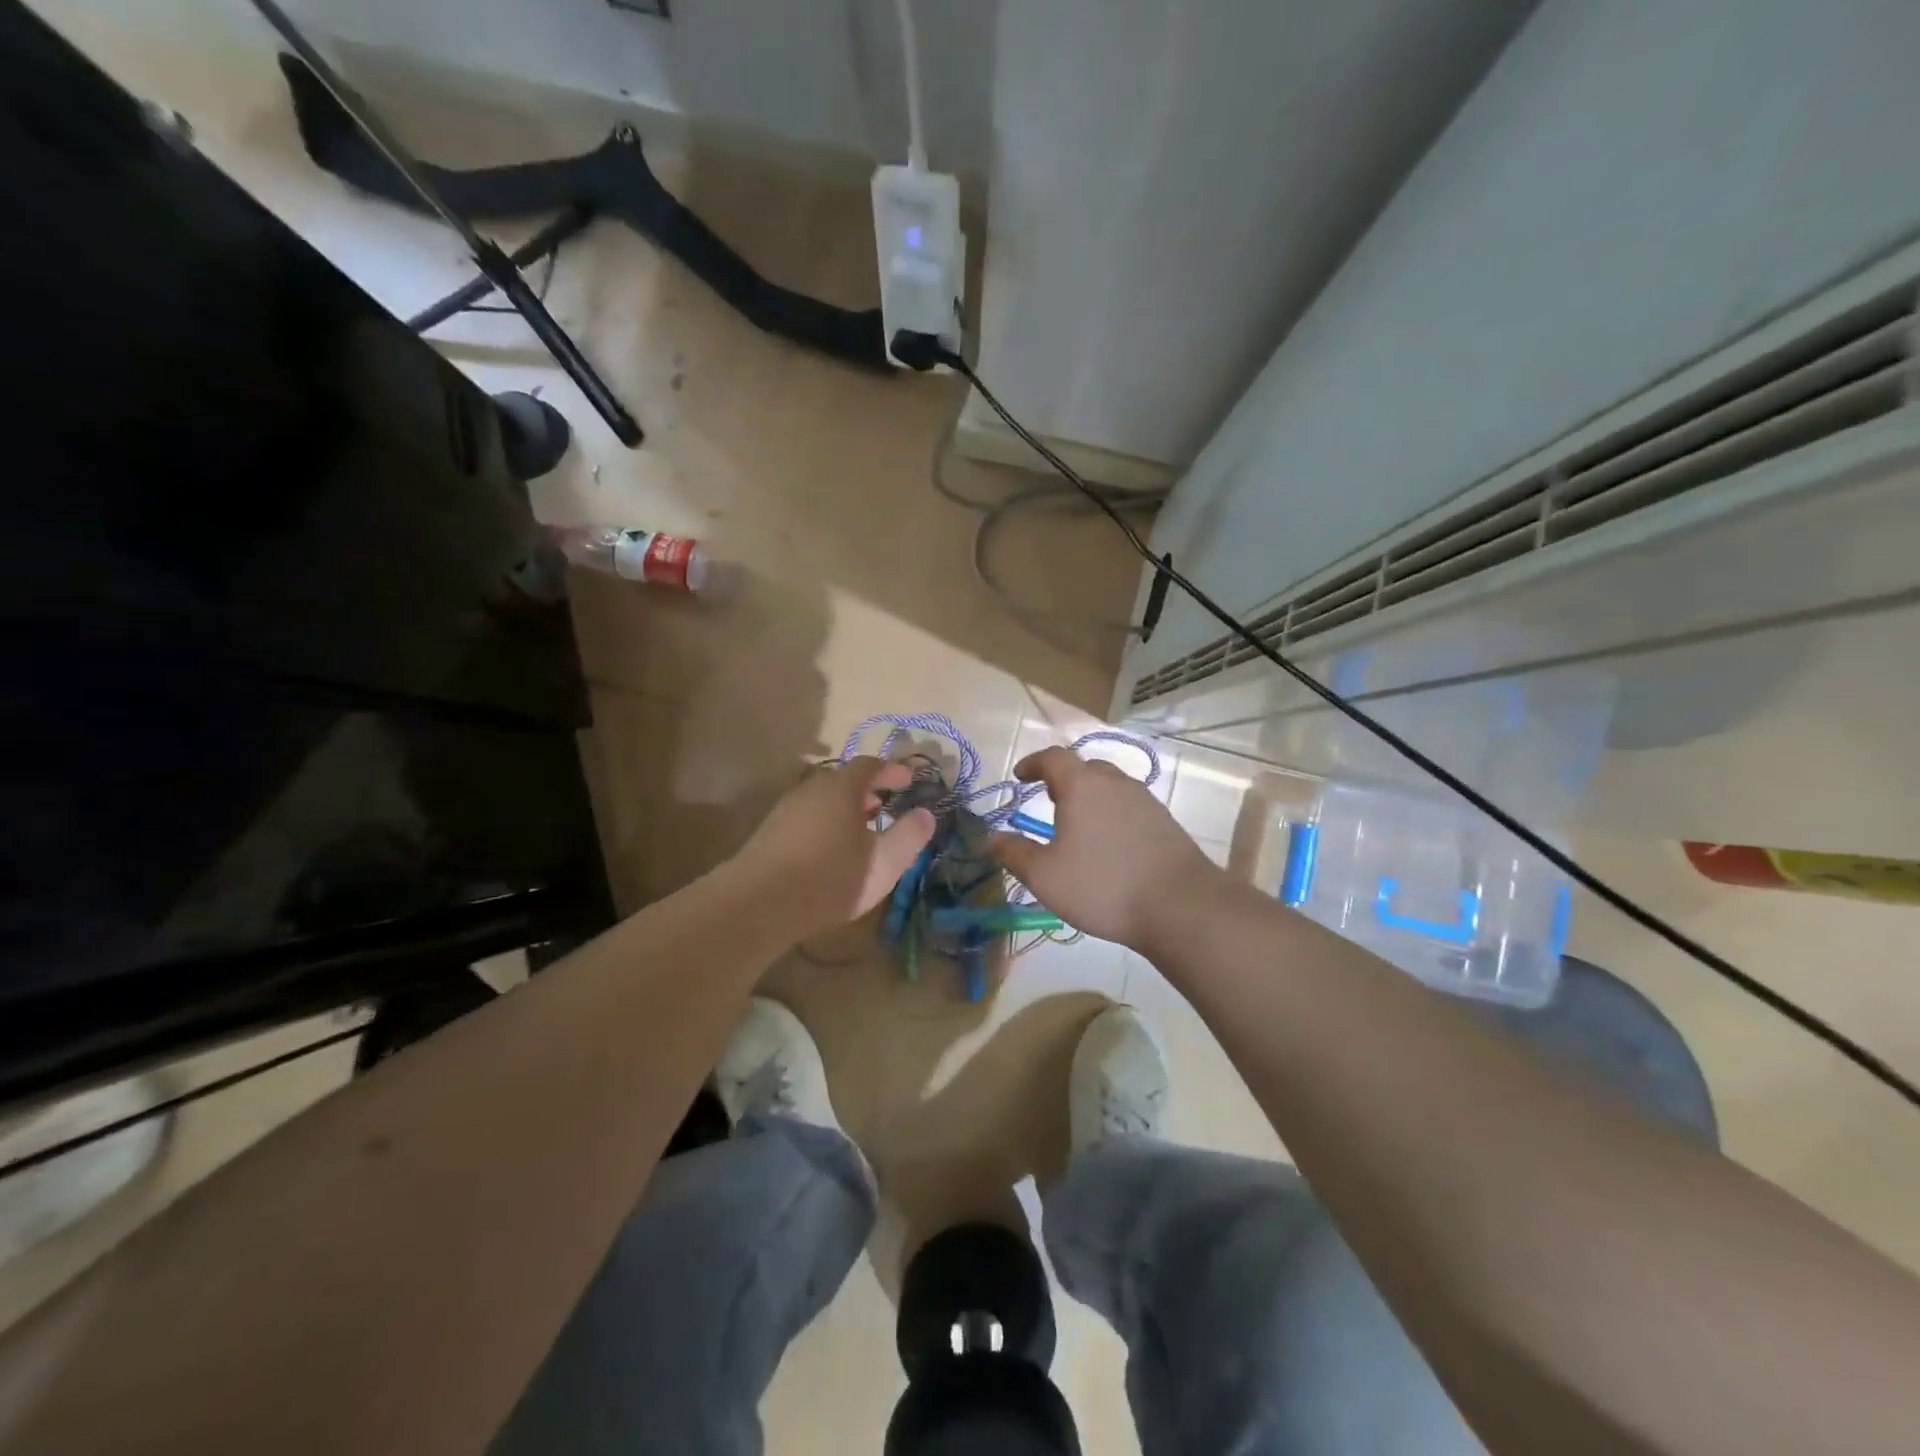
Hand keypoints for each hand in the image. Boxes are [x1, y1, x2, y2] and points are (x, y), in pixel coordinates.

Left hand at [734, 757, 935, 939]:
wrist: (758, 903)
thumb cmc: (830, 878)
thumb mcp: (884, 862)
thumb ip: (909, 836)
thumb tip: (925, 814)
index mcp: (842, 788)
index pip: (870, 765)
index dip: (892, 770)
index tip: (909, 780)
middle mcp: (812, 789)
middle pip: (844, 779)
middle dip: (868, 790)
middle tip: (885, 806)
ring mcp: (787, 809)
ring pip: (823, 799)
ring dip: (845, 808)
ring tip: (861, 830)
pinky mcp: (770, 832)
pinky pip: (807, 816)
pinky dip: (826, 822)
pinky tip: (830, 851)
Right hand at [990, 747, 1219, 949]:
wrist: (1180, 906)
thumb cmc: (1102, 885)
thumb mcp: (1045, 875)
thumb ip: (1014, 853)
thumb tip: (990, 838)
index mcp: (1082, 785)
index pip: (1053, 757)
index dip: (1033, 764)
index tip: (1020, 776)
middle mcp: (1115, 783)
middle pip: (1085, 768)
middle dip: (1063, 778)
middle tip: (1048, 799)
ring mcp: (1144, 800)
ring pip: (1110, 786)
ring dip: (1090, 796)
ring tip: (1077, 823)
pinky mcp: (1165, 822)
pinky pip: (1129, 806)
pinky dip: (1112, 814)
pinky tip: (1109, 844)